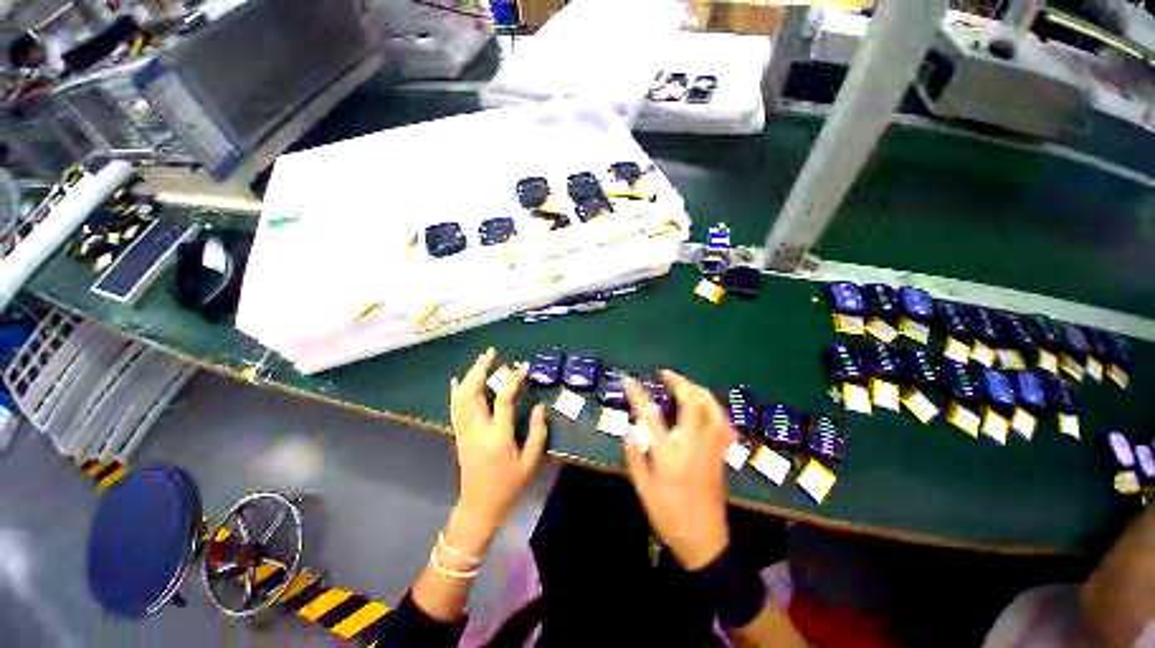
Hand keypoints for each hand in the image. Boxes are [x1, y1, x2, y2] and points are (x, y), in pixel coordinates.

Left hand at [447, 348, 547, 557]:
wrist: (479, 507)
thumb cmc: (508, 487)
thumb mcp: (530, 463)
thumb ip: (537, 433)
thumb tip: (540, 406)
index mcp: (497, 437)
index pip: (503, 400)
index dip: (513, 380)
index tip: (523, 367)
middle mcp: (477, 431)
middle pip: (472, 393)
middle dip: (480, 369)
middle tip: (491, 352)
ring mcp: (464, 432)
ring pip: (461, 398)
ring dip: (469, 375)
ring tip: (480, 360)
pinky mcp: (459, 435)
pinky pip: (454, 409)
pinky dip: (455, 392)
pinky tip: (456, 380)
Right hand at [623, 370, 735, 569]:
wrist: (705, 542)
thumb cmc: (669, 516)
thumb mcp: (643, 489)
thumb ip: (634, 456)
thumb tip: (630, 427)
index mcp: (669, 453)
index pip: (650, 415)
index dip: (638, 395)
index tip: (630, 380)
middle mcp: (693, 444)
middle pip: (691, 403)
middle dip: (679, 382)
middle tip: (666, 374)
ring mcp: (711, 448)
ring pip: (712, 409)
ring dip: (698, 390)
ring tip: (685, 384)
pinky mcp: (721, 454)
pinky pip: (723, 423)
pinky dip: (715, 408)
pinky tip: (706, 405)